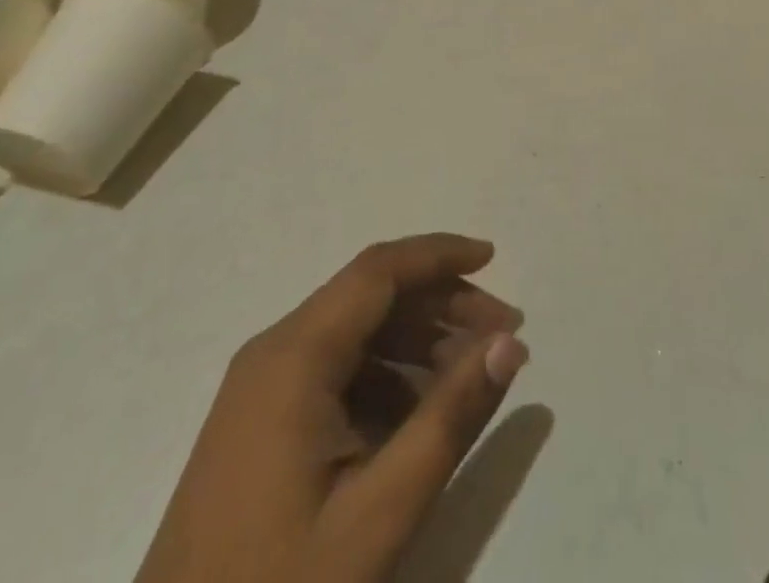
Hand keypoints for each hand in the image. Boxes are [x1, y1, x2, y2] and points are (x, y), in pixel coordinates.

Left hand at [136, 234, 527, 582]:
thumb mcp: (379, 514)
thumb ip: (450, 419)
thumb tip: (509, 343)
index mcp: (295, 356)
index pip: (379, 270)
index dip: (440, 255)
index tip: (495, 258)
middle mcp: (274, 353)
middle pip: (371, 296)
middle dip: (440, 304)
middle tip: (502, 334)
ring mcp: (261, 390)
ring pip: (355, 333)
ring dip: (417, 342)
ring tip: (471, 376)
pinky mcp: (259, 426)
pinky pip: (335, 372)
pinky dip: (385, 378)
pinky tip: (418, 418)